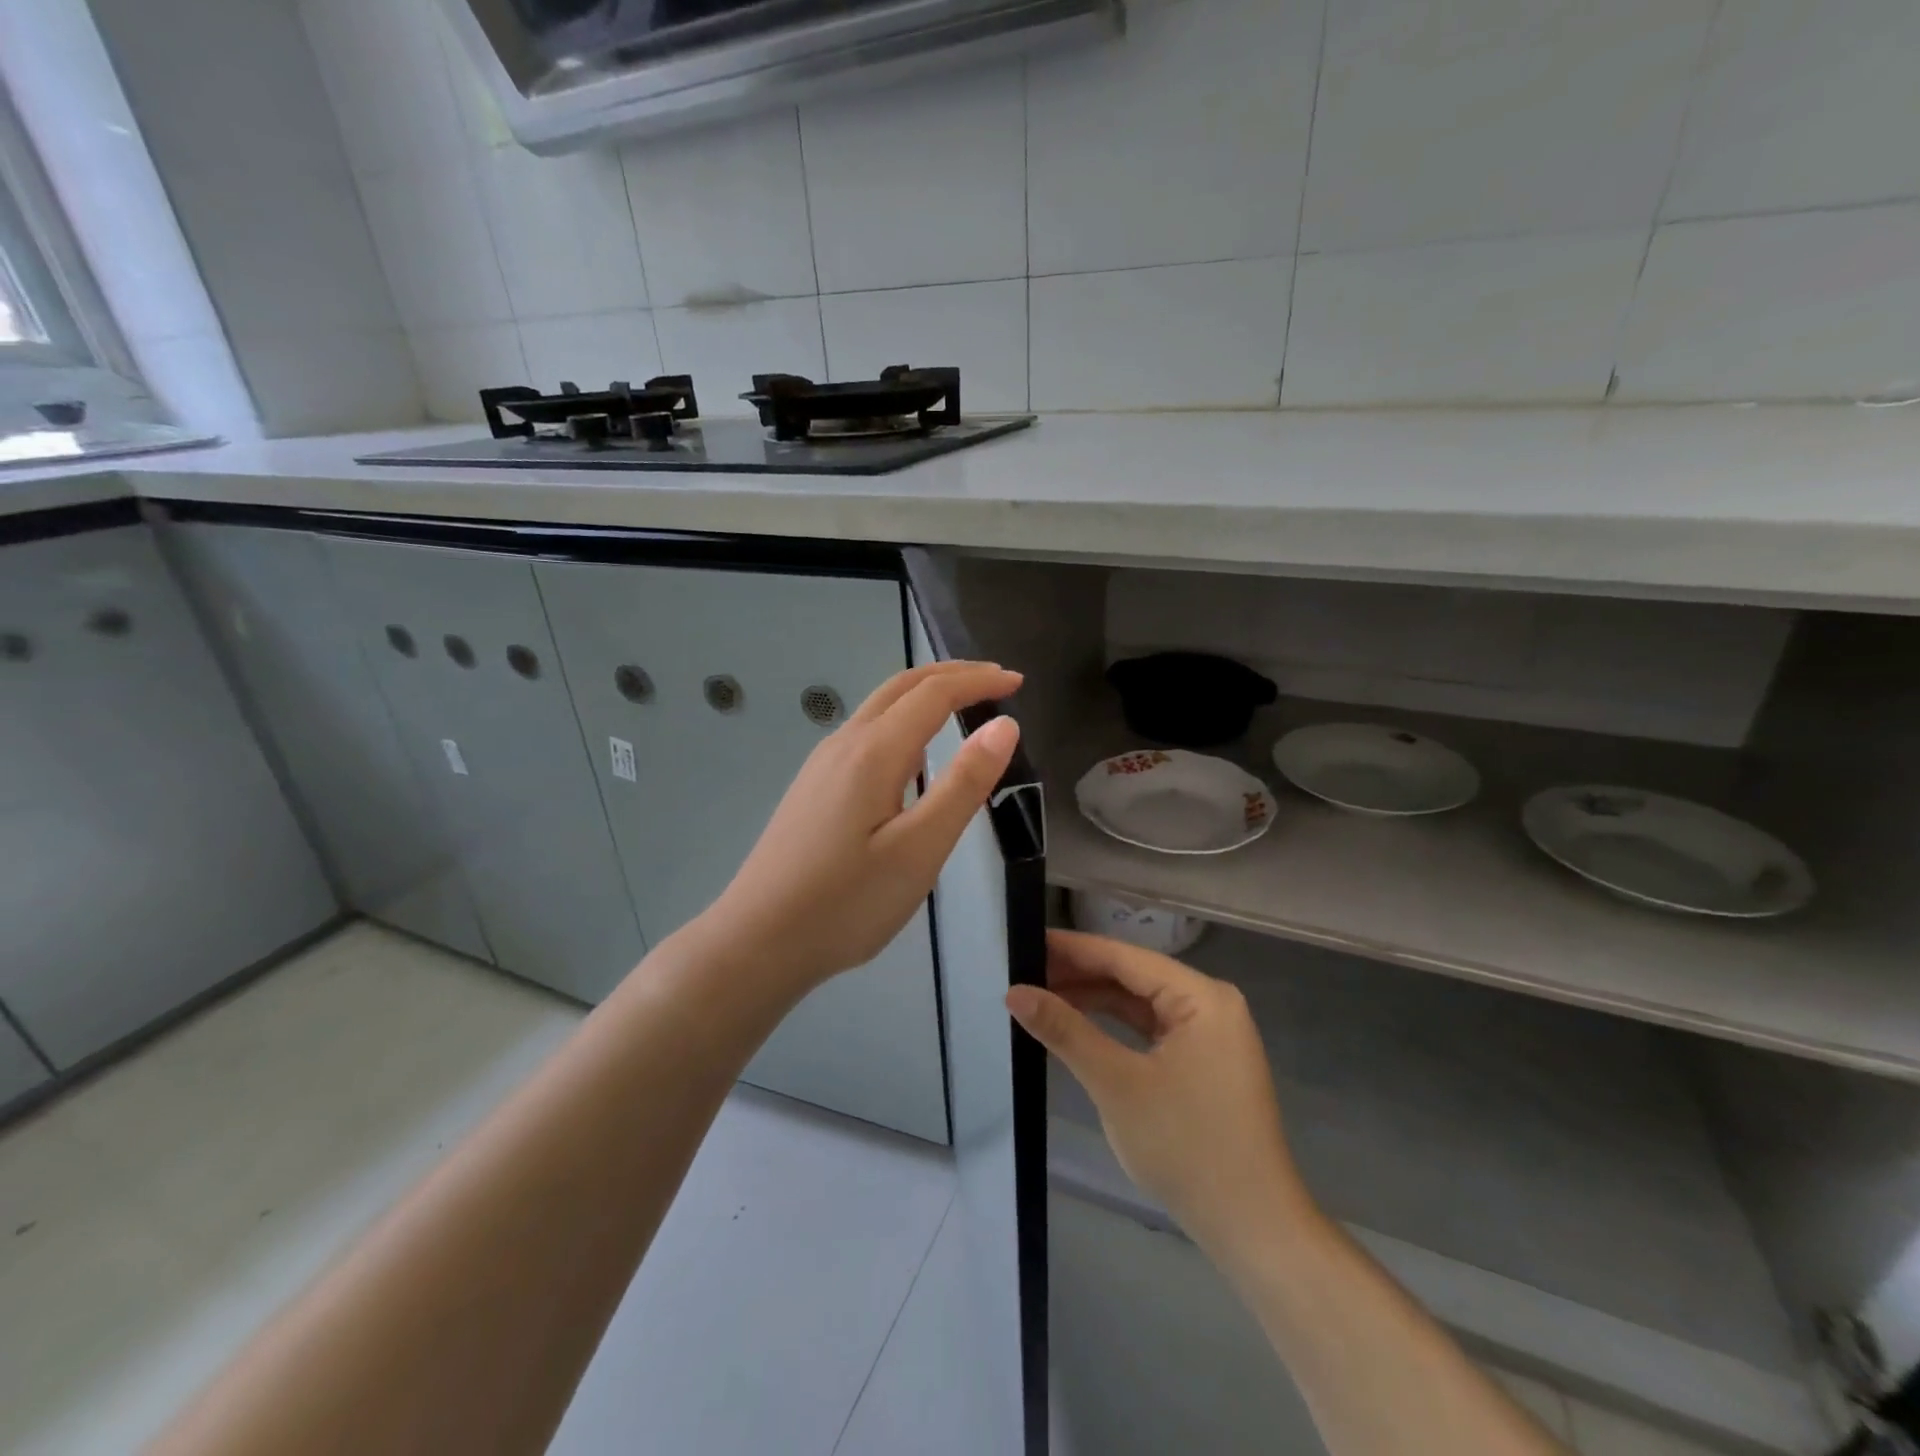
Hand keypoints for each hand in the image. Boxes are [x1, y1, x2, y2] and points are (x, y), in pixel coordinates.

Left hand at [704, 661, 1022, 991]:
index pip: (934, 694)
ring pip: (879, 708)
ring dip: (925, 695)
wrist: (758, 940)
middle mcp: (844, 744)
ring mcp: (822, 765)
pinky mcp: (814, 787)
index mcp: (874, 752)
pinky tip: (913, 757)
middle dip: (952, 674)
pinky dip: (902, 721)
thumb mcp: (920, 849)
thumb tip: (1004, 725)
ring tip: (964, 707)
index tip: (1018, 682)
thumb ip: (963, 784)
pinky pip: (865, 734)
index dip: (978, 682)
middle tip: (997, 681)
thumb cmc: (847, 902)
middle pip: (902, 687)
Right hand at [1008, 931, 1314, 1257]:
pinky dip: (1114, 1027)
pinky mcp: (1204, 1062)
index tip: (1026, 941)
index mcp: (1202, 997)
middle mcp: (1211, 1004)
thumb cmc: (1187, 1148)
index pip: (1125, 957)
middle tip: (1024, 972)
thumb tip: (1015, 992)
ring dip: (1094, 1000)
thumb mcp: (1117, 1084)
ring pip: (1140, 1003)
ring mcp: (1211, 1035)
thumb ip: (1065, 1031)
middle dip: (1080, 975)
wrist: (1252, 1230)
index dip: (1073, 949)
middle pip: (1133, 976)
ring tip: (1041, 995)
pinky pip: (1151, 1029)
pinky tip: (1078, 1026)